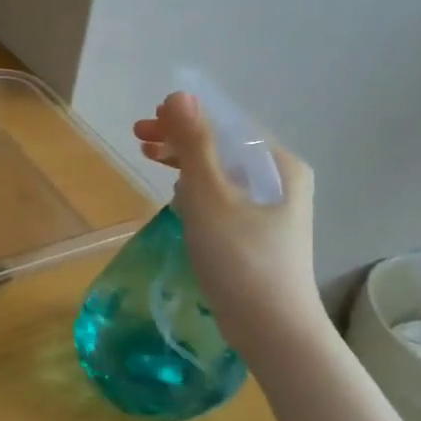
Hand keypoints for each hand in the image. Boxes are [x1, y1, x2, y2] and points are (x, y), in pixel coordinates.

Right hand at [132, 93, 322, 347]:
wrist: (271, 325)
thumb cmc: (239, 255)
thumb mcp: (209, 193)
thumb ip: (194, 143)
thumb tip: (179, 95)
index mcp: (279, 164)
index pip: (228, 124)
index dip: (186, 117)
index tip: (146, 123)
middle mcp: (282, 180)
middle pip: (224, 145)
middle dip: (181, 138)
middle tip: (138, 140)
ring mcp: (272, 208)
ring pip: (221, 170)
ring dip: (184, 161)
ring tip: (150, 160)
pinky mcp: (258, 232)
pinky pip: (222, 194)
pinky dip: (196, 186)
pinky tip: (176, 195)